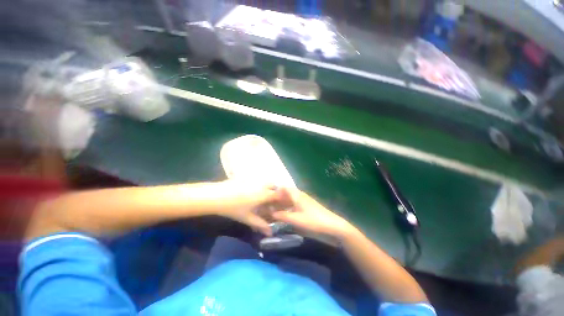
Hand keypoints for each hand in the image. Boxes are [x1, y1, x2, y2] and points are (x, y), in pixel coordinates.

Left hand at [210, 180, 285, 235]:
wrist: (216, 196)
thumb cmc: (234, 208)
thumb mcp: (248, 218)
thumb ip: (260, 224)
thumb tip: (270, 232)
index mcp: (264, 194)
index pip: (278, 194)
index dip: (282, 199)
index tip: (281, 204)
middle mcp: (261, 184)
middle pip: (273, 185)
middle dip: (274, 191)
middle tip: (270, 200)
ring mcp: (253, 179)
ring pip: (265, 181)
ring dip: (266, 187)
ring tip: (260, 196)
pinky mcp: (246, 177)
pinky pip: (257, 179)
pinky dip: (258, 184)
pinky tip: (250, 191)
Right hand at [272, 188, 355, 238]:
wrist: (333, 226)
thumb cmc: (314, 221)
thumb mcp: (296, 219)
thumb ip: (282, 216)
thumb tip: (270, 213)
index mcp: (297, 195)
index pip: (284, 188)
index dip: (275, 191)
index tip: (266, 197)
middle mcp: (300, 196)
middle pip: (286, 194)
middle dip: (277, 199)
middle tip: (268, 206)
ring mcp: (304, 202)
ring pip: (290, 200)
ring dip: (282, 205)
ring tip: (273, 211)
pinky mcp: (307, 208)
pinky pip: (294, 206)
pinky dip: (288, 209)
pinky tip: (284, 215)